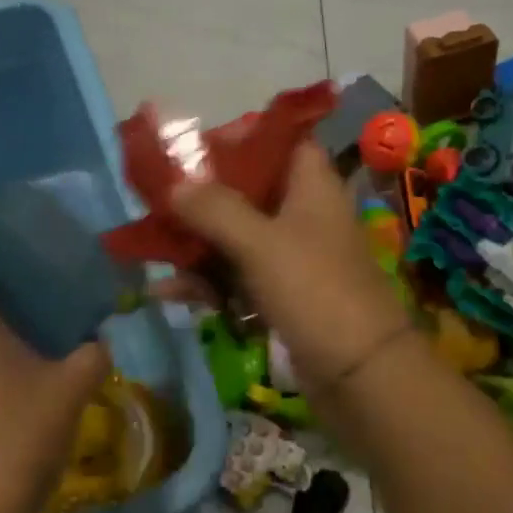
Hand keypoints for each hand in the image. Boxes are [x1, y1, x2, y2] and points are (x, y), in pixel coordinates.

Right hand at [170, 142, 412, 389]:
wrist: (361, 375)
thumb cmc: (315, 290)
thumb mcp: (260, 243)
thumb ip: (214, 209)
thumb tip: (173, 183)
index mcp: (311, 186)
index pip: (280, 140)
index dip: (240, 137)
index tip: (195, 148)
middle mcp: (304, 214)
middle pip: (248, 190)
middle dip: (202, 197)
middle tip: (157, 199)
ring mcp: (294, 257)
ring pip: (237, 236)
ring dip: (197, 244)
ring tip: (150, 249)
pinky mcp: (283, 296)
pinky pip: (238, 277)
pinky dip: (208, 282)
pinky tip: (168, 292)